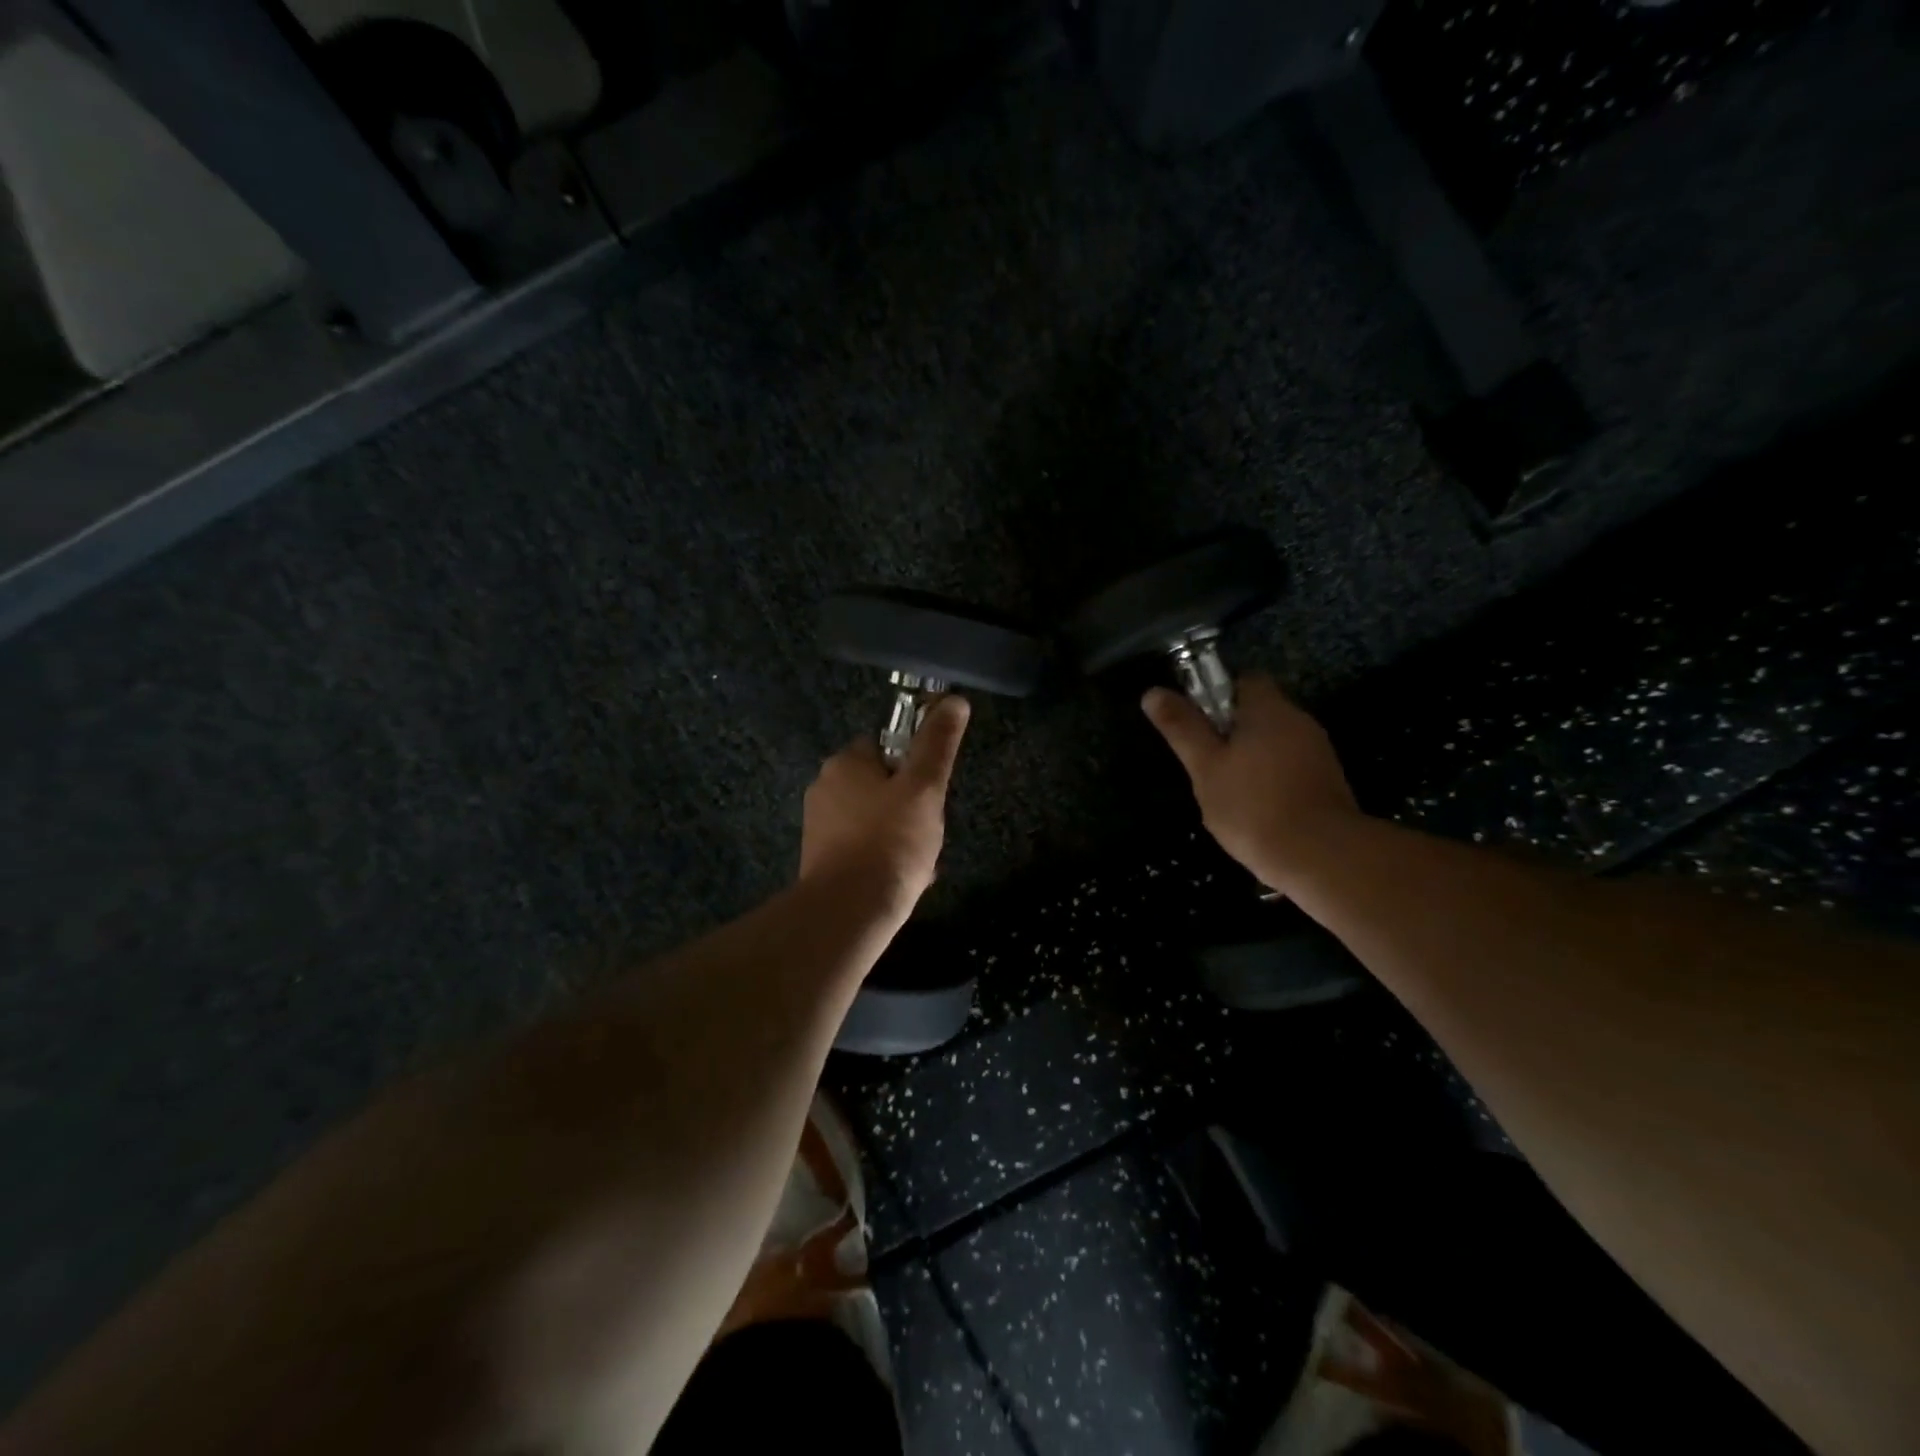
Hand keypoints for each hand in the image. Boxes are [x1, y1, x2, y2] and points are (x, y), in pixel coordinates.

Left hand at [799, 695, 970, 915]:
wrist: (848, 912)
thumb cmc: (891, 841)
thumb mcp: (924, 787)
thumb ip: (938, 743)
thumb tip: (955, 700)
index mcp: (845, 763)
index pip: (886, 745)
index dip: (914, 766)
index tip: (931, 791)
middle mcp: (824, 788)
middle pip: (881, 785)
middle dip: (909, 806)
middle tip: (929, 831)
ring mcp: (820, 827)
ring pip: (875, 820)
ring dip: (901, 835)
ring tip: (921, 862)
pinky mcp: (822, 860)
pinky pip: (863, 848)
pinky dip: (884, 858)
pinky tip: (904, 881)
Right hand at [1142, 672, 1361, 892]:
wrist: (1321, 857)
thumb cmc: (1253, 806)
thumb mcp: (1205, 767)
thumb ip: (1182, 728)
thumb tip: (1152, 692)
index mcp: (1269, 709)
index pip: (1243, 680)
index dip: (1216, 695)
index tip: (1196, 724)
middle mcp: (1299, 721)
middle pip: (1259, 712)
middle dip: (1230, 732)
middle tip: (1204, 764)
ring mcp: (1318, 753)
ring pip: (1274, 743)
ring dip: (1250, 759)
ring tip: (1226, 792)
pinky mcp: (1328, 782)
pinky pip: (1290, 768)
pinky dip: (1270, 780)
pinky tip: (1255, 810)